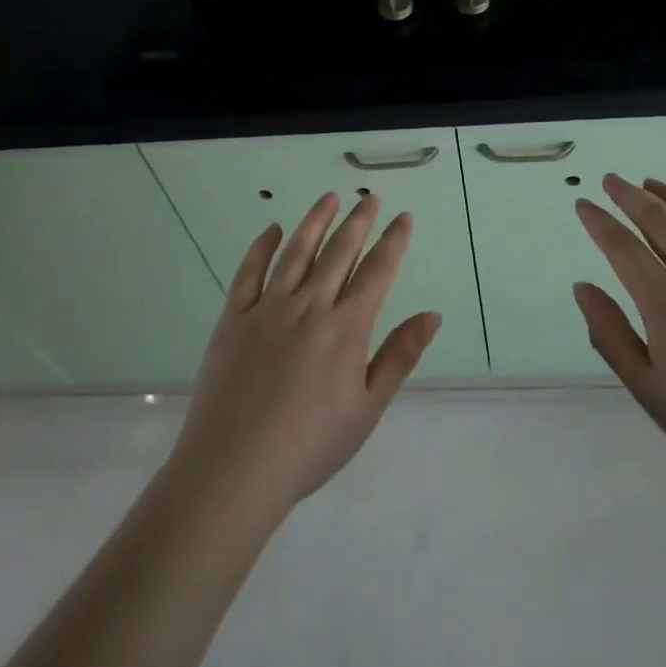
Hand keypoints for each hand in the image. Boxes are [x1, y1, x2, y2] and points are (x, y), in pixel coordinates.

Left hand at [165, 192, 440, 523]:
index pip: (376, 272)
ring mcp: (268, 309)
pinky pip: (249, 272)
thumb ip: (399, 356)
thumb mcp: (367, 408)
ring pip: (296, 252)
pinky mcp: (233, 319)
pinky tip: (271, 230)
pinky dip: (261, 247)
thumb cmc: (311, 445)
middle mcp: (309, 306)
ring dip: (315, 221)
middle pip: (339, 252)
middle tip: (371, 198)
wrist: (235, 469)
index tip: (403, 217)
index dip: (393, 242)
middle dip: (359, 221)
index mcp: (346, 328)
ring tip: (329, 197)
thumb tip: (432, 314)